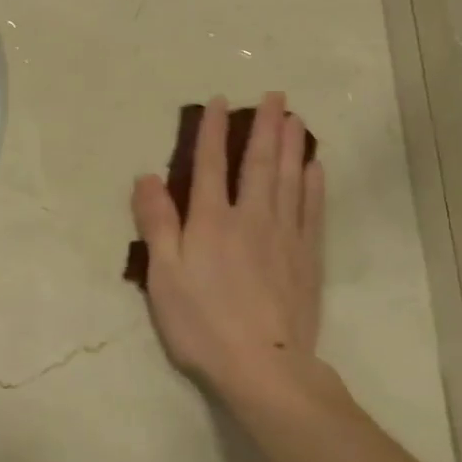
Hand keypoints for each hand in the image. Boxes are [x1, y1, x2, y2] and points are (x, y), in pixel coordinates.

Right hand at [131, 93, 324, 397]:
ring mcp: (285, 235)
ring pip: (290, 178)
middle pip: (259, 162)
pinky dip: (314, 184)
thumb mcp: (163, 275)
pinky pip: (312, 210)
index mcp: (211, 221)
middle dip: (264, 126)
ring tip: (296, 118)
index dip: (212, 131)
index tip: (219, 101)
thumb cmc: (202, 323)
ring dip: (292, 145)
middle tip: (275, 95)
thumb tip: (146, 177)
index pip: (210, 165)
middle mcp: (251, 217)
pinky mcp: (307, 257)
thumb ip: (157, 223)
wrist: (263, 366)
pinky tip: (315, 167)